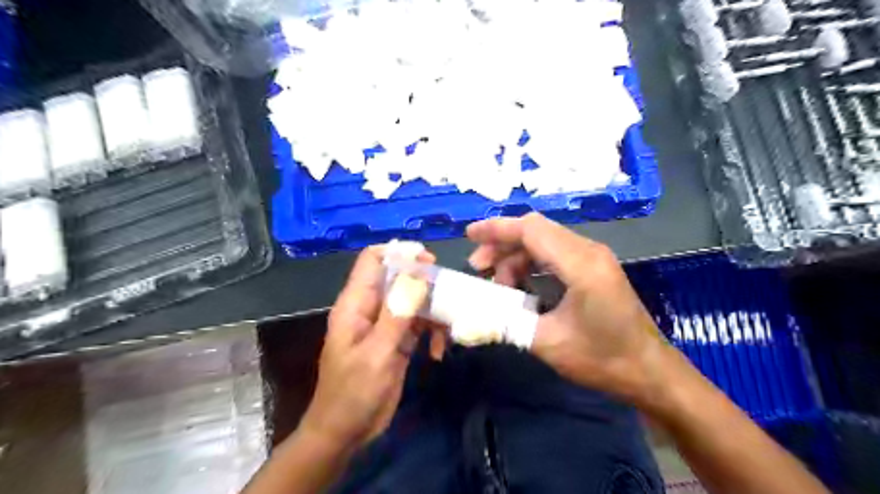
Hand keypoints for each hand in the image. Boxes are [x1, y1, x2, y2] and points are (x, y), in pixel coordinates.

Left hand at [300, 244, 433, 448]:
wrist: (346, 433)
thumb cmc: (353, 393)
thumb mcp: (377, 354)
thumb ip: (397, 314)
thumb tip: (417, 275)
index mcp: (356, 304)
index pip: (373, 260)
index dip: (399, 253)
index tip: (428, 261)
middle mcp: (371, 308)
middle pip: (399, 277)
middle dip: (424, 282)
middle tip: (448, 294)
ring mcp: (385, 324)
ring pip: (413, 299)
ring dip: (433, 309)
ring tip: (447, 328)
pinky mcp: (397, 340)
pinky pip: (419, 323)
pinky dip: (432, 331)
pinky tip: (439, 351)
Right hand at [472, 213, 670, 404]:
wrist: (650, 372)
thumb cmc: (603, 359)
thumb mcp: (548, 343)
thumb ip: (507, 323)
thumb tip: (474, 313)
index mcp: (581, 264)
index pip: (532, 230)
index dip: (497, 229)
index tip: (469, 235)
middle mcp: (589, 252)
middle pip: (536, 231)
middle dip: (502, 244)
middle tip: (478, 267)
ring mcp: (594, 258)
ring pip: (544, 242)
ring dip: (516, 256)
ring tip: (497, 284)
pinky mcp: (594, 269)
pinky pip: (555, 254)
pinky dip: (531, 264)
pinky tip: (520, 286)